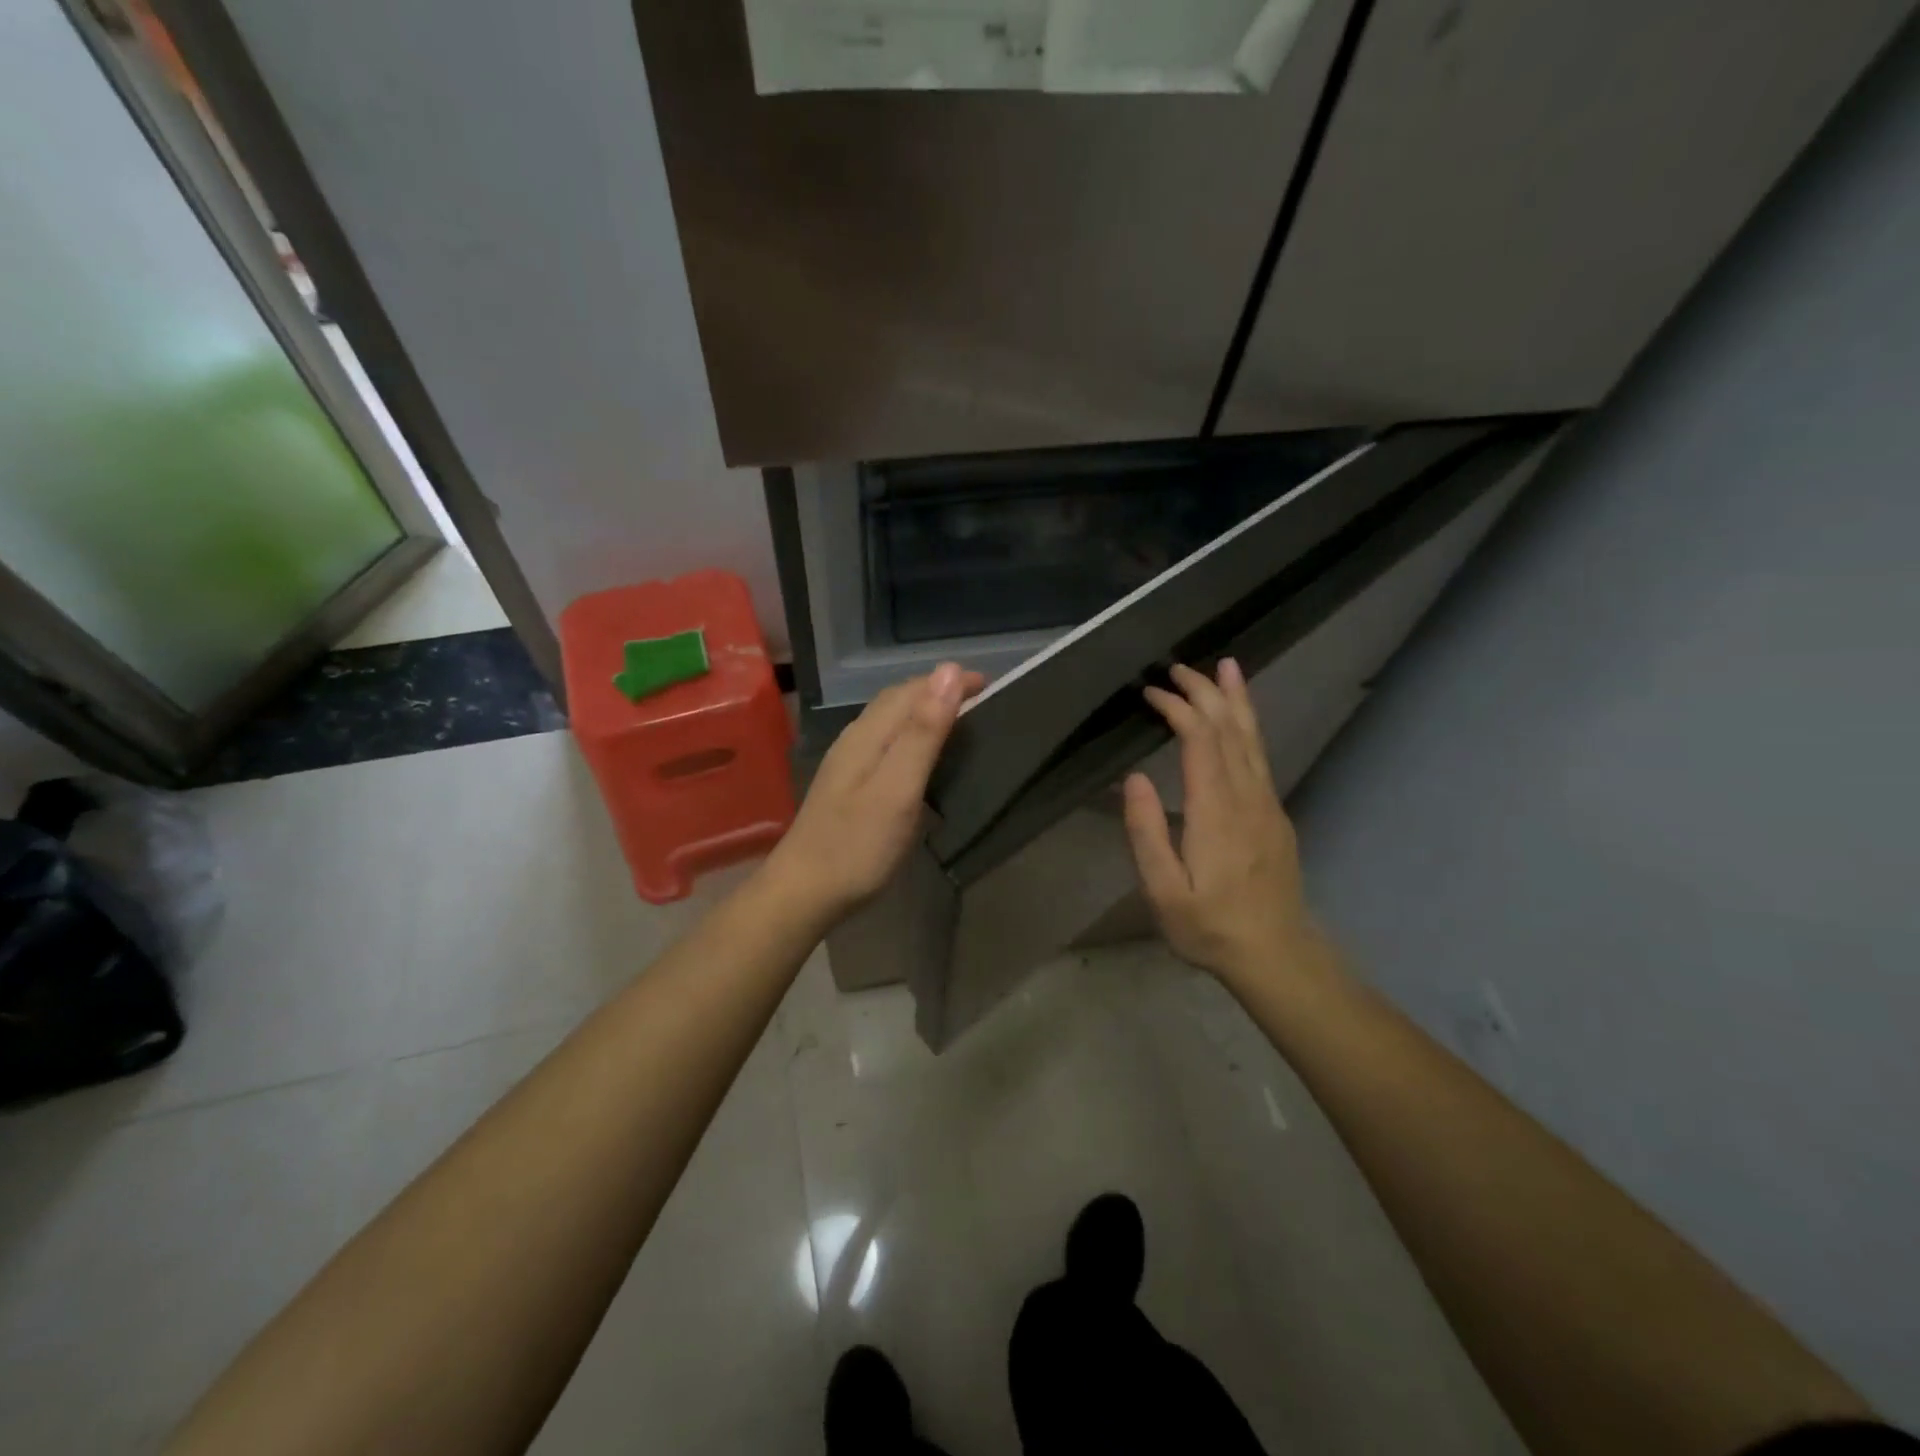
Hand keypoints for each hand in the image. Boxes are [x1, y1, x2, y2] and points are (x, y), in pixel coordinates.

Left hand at [764, 663, 984, 921]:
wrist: (803, 892)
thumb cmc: (857, 844)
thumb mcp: (899, 788)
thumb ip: (923, 732)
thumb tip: (948, 672)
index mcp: (868, 734)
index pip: (912, 690)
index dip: (949, 681)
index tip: (989, 683)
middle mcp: (855, 739)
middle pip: (897, 700)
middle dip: (937, 691)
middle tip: (978, 700)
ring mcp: (846, 763)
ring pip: (888, 721)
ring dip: (922, 712)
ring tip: (956, 723)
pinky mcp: (846, 786)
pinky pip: (884, 743)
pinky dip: (910, 737)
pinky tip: (919, 760)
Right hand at [1122, 661, 1322, 987]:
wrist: (1275, 954)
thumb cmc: (1209, 926)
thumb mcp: (1163, 890)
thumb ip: (1147, 832)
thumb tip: (1134, 778)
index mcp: (1216, 811)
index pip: (1200, 741)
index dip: (1179, 709)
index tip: (1152, 692)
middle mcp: (1247, 797)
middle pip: (1229, 730)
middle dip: (1206, 692)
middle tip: (1180, 667)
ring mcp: (1267, 804)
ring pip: (1252, 739)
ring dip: (1236, 701)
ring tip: (1227, 667)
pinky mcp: (1275, 815)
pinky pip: (1261, 757)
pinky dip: (1248, 727)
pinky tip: (1241, 720)